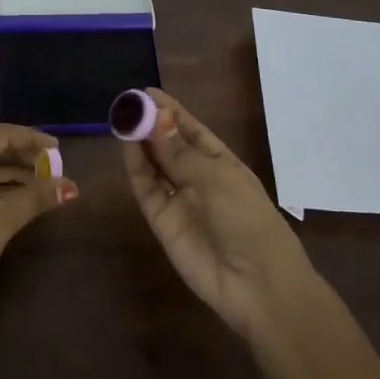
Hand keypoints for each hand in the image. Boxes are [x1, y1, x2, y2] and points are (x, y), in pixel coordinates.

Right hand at [123, 89, 312, 343]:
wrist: (257, 286)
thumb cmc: (248, 221)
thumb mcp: (219, 179)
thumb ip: (180, 153)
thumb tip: (155, 120)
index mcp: (222, 164)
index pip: (192, 131)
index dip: (171, 111)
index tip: (147, 92)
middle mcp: (199, 179)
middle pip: (169, 146)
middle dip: (150, 124)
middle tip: (126, 103)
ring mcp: (180, 201)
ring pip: (154, 166)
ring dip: (140, 143)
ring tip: (122, 119)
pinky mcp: (163, 223)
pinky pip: (147, 190)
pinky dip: (136, 169)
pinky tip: (127, 147)